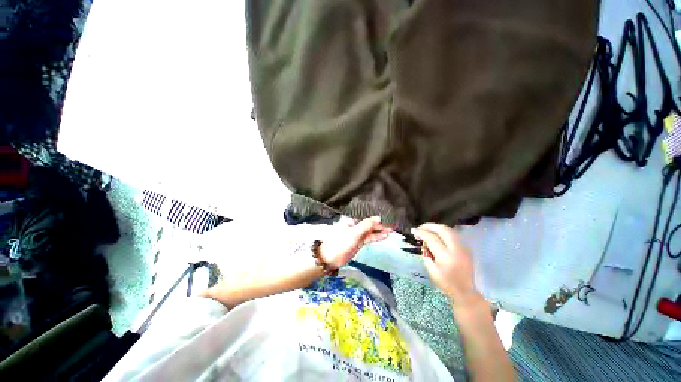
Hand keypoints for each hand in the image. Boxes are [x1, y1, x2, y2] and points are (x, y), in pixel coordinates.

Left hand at [321, 217, 391, 268]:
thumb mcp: (354, 233)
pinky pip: (370, 237)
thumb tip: (379, 217)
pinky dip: (377, 237)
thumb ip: (366, 225)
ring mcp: (358, 233)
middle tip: (394, 223)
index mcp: (353, 220)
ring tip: (393, 229)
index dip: (378, 216)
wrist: (330, 258)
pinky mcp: (359, 241)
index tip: (389, 215)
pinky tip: (385, 236)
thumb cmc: (341, 243)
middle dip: (382, 223)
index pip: (367, 215)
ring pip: (371, 230)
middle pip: (371, 223)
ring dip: (381, 230)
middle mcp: (356, 225)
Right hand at [412, 224, 479, 304]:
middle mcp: (456, 249)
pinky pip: (453, 234)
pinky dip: (443, 231)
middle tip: (420, 227)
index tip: (413, 230)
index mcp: (446, 257)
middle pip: (442, 230)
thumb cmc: (446, 283)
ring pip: (449, 229)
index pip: (431, 238)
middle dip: (429, 226)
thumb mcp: (431, 270)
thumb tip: (423, 242)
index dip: (421, 232)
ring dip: (436, 227)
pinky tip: (437, 234)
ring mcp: (463, 247)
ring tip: (427, 229)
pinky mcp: (466, 248)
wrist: (465, 291)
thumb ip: (426, 254)